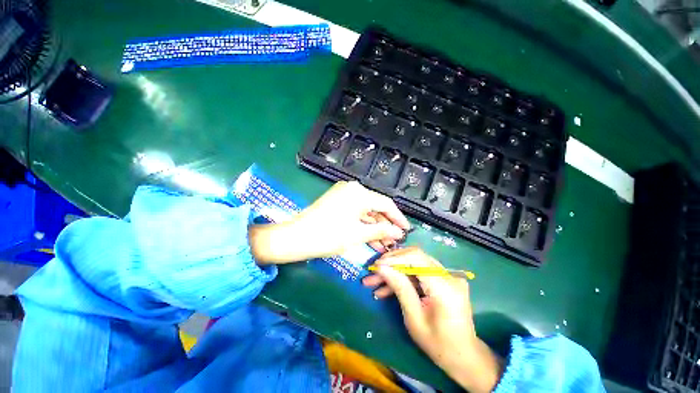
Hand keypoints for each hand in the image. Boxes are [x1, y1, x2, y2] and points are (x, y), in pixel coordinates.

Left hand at [249, 181, 410, 263]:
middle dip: (385, 225)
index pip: (386, 203)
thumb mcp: (358, 235)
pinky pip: (355, 212)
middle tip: (394, 241)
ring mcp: (343, 194)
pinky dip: (363, 224)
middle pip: (375, 207)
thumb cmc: (328, 235)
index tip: (406, 230)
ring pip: (365, 211)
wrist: (296, 238)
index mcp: (359, 193)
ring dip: (374, 227)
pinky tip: (371, 239)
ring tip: (384, 244)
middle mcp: (352, 189)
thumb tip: (398, 232)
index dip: (398, 217)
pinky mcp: (337, 202)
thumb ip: (381, 231)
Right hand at [362, 247, 502, 392]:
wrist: (464, 356)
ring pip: (414, 264)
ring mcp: (448, 276)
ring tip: (374, 281)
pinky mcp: (444, 278)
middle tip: (373, 272)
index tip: (376, 265)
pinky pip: (419, 272)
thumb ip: (399, 288)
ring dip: (394, 271)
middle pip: (415, 257)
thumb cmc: (439, 345)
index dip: (394, 258)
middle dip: (391, 263)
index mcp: (445, 287)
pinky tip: (387, 288)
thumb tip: (381, 267)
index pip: (417, 258)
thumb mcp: (414, 319)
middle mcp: (449, 276)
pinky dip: (403, 278)